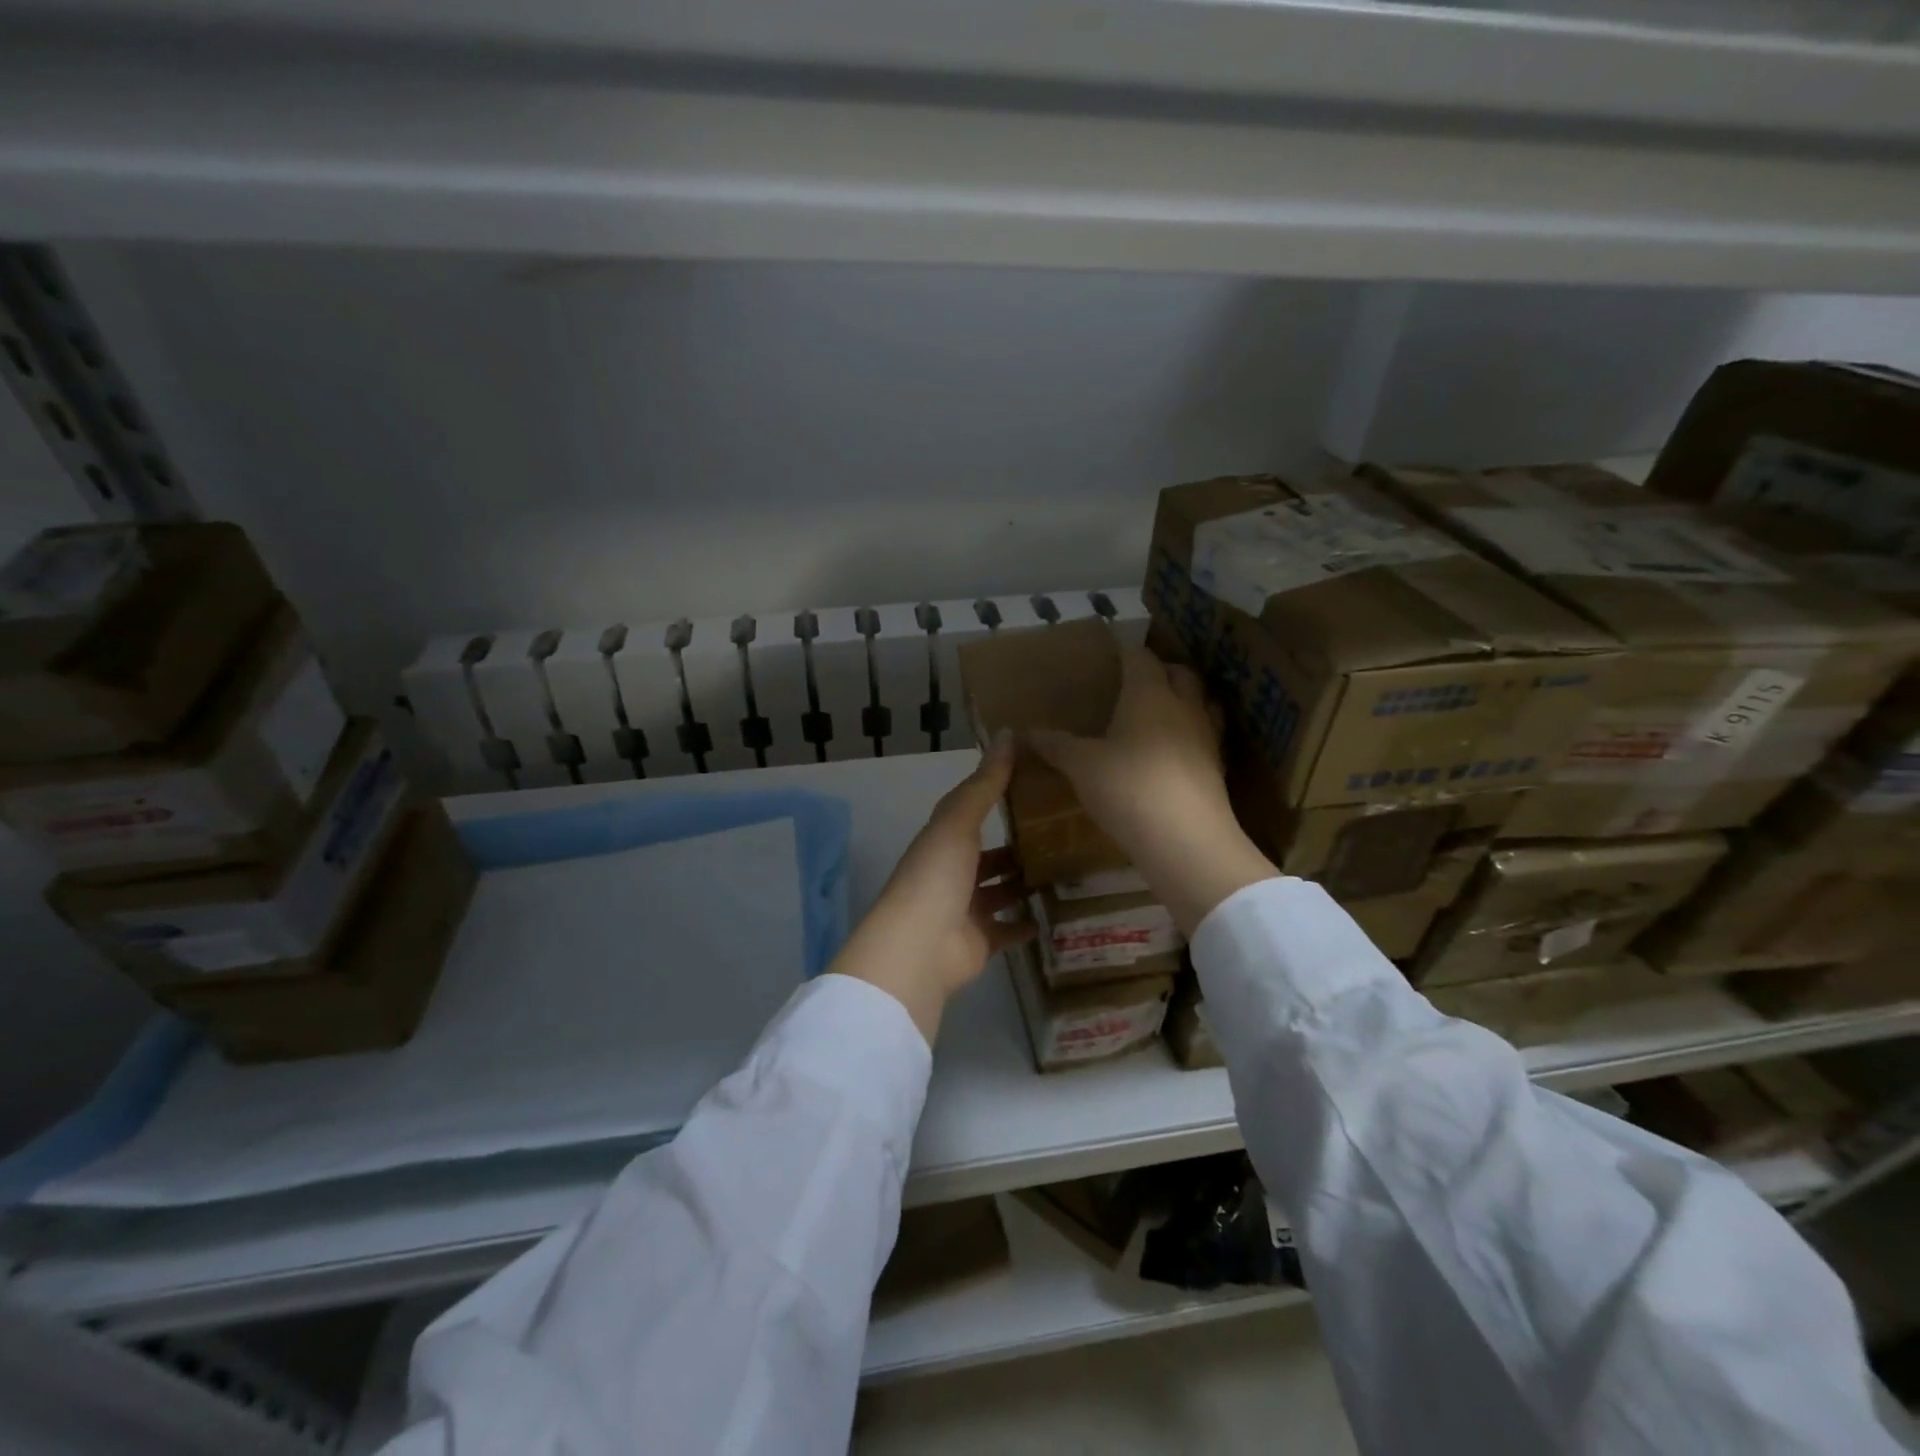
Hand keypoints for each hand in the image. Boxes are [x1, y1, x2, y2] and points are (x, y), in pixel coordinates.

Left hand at [829, 732, 1033, 1043]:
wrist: (919, 947)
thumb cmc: (937, 875)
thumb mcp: (959, 821)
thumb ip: (986, 782)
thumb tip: (1008, 733)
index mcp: (942, 841)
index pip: (971, 814)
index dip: (998, 799)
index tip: (1036, 786)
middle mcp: (952, 874)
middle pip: (989, 856)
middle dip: (1018, 847)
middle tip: (1063, 833)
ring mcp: (965, 910)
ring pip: (1001, 892)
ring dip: (1025, 883)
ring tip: (1068, 868)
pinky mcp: (981, 942)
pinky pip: (1008, 930)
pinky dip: (1028, 923)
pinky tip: (1057, 912)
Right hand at [1029, 643, 1277, 934]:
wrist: (1186, 840)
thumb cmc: (1128, 788)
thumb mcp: (1081, 766)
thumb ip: (1055, 746)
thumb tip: (1025, 732)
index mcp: (1149, 693)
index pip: (1139, 657)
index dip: (1125, 652)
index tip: (1110, 654)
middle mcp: (1184, 706)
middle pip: (1180, 673)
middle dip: (1160, 671)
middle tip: (1135, 683)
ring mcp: (1207, 737)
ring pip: (1201, 703)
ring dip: (1183, 700)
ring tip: (1159, 714)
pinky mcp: (1217, 768)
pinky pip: (1206, 737)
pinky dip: (1190, 736)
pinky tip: (1173, 754)